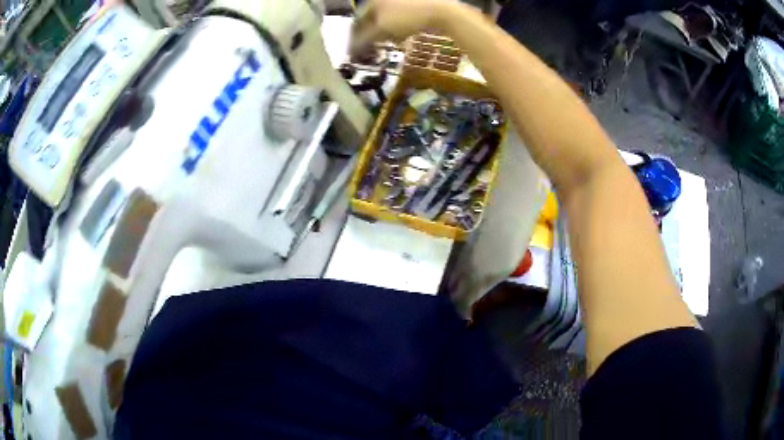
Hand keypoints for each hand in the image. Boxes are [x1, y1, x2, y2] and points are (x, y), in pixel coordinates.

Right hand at [350, 0, 458, 53]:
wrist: (440, 11)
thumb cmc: (407, 17)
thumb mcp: (382, 29)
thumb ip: (364, 39)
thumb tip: (351, 49)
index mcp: (373, 0)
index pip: (357, 19)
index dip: (355, 36)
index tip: (355, 50)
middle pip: (372, 19)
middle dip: (372, 34)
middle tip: (373, 47)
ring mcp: (401, 1)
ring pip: (386, 19)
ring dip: (386, 33)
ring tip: (391, 42)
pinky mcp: (414, 6)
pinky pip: (401, 19)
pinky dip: (399, 28)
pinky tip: (404, 36)